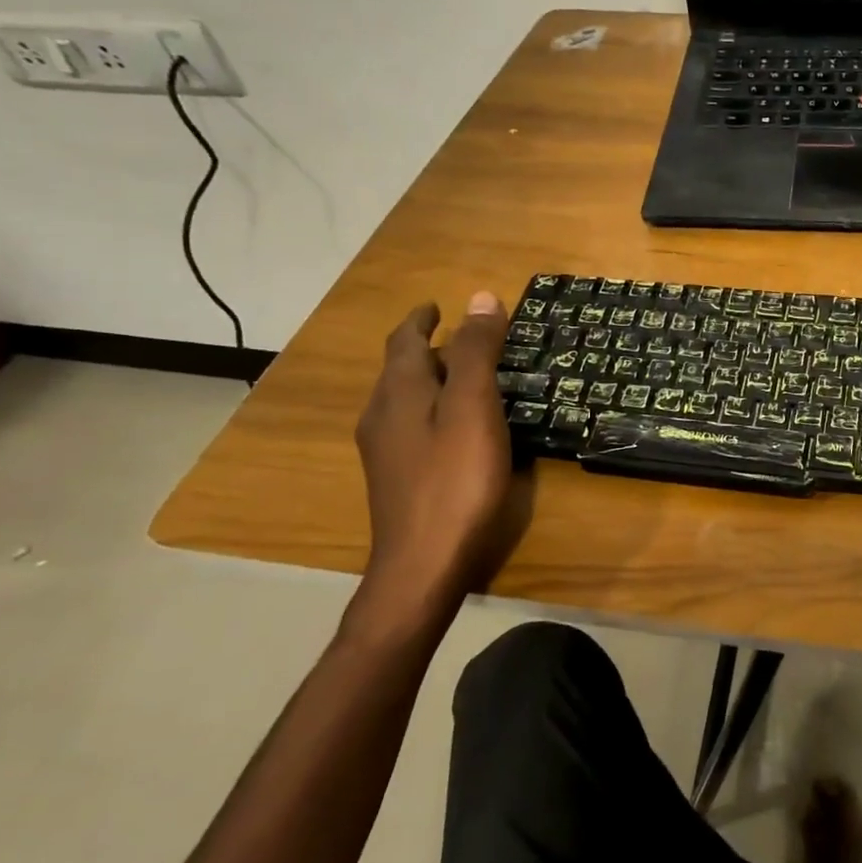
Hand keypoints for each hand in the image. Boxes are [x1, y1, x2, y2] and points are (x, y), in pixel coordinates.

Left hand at [350, 293, 517, 633]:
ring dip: (429, 379)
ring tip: (464, 377)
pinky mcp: (396, 479)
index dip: (422, 319)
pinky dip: (432, 409)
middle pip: (400, 369)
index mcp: (398, 392)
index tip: (438, 306)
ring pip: (404, 400)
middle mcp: (381, 415)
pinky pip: (411, 426)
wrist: (423, 565)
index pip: (405, 340)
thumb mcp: (473, 408)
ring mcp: (385, 451)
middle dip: (426, 348)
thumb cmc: (455, 480)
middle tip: (464, 339)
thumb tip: (480, 297)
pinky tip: (455, 428)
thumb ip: (476, 353)